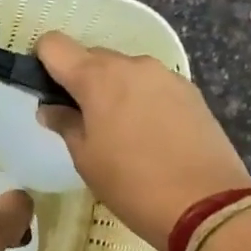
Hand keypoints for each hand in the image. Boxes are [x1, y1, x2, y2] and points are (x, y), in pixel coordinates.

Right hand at [34, 31, 250, 250]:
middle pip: (92, 57)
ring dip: (114, 90)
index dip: (43, 63)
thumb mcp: (86, 159)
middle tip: (82, 122)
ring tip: (120, 133)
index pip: (54, 45)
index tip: (46, 91)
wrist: (207, 205)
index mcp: (97, 77)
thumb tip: (50, 108)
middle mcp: (132, 64)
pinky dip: (142, 100)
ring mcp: (165, 75)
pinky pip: (152, 85)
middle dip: (80, 81)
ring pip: (125, 71)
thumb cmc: (132, 184)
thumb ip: (65, 124)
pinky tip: (150, 135)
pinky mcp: (190, 92)